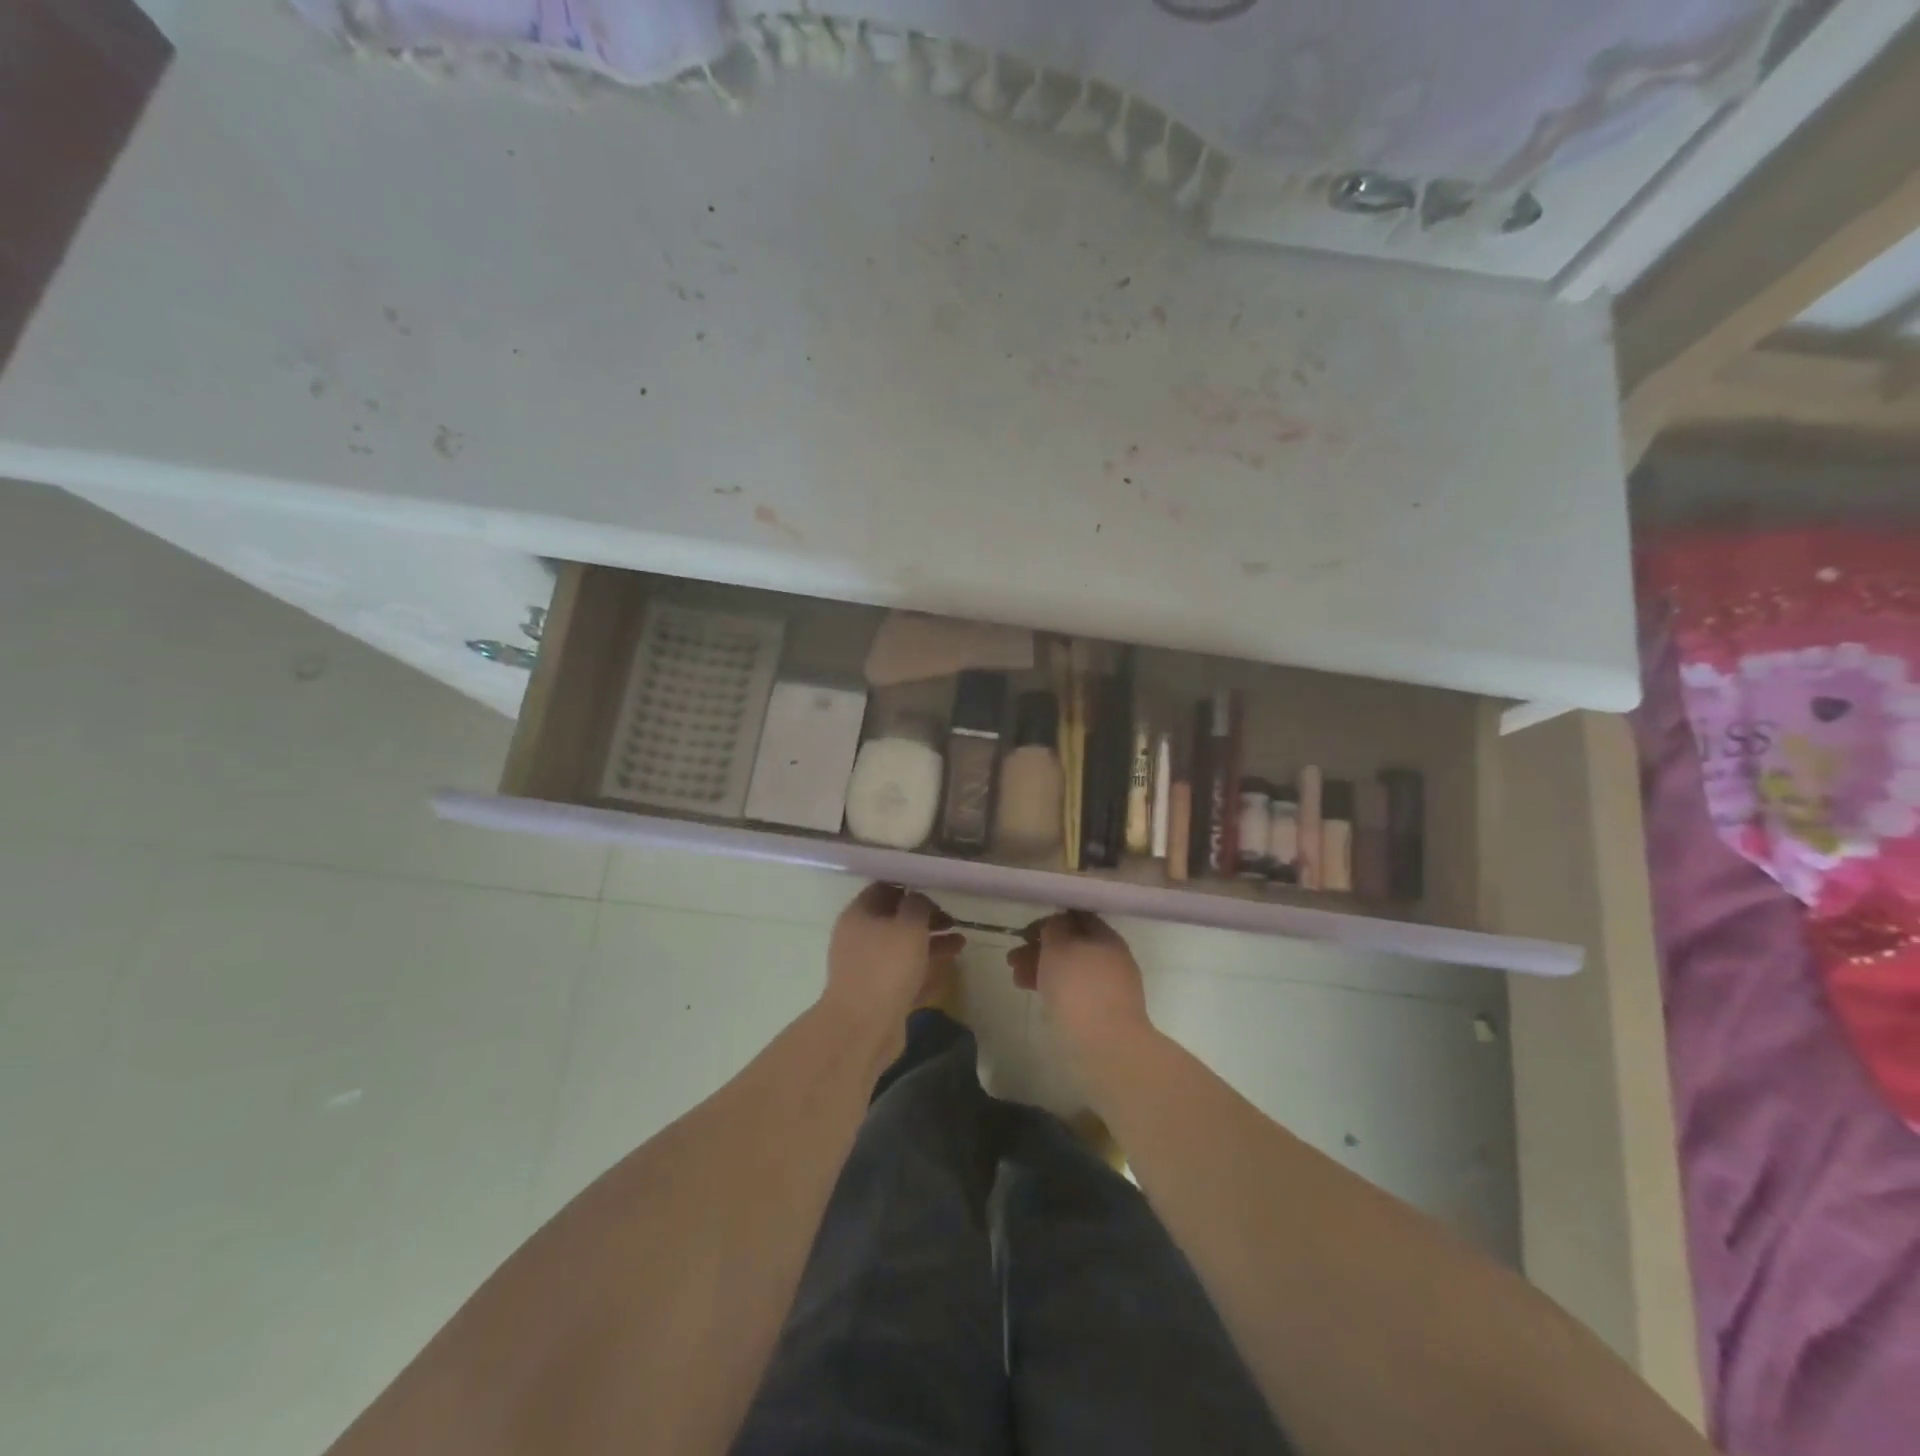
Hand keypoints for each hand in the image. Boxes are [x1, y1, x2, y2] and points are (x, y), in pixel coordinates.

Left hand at [822, 884, 964, 1043]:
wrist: (863, 1028)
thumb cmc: (886, 967)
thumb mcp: (909, 926)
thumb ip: (917, 905)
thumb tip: (916, 897)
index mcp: (859, 915)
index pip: (883, 889)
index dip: (910, 887)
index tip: (937, 890)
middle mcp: (859, 939)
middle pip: (895, 920)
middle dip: (926, 919)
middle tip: (954, 921)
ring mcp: (868, 969)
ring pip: (903, 950)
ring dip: (931, 944)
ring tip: (961, 944)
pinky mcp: (878, 996)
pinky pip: (905, 976)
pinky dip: (926, 971)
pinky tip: (950, 970)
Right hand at [1008, 912, 1152, 1061]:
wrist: (1107, 1043)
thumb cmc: (1079, 986)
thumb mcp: (1058, 947)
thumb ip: (1054, 928)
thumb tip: (1056, 924)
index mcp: (1106, 937)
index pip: (1076, 918)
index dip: (1049, 921)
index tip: (1025, 932)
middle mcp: (1111, 957)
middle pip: (1070, 945)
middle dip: (1039, 949)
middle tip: (1012, 958)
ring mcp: (1108, 987)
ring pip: (1070, 969)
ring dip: (1042, 969)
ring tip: (1016, 978)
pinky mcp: (1102, 1012)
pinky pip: (1074, 991)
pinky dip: (1054, 988)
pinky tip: (1035, 993)